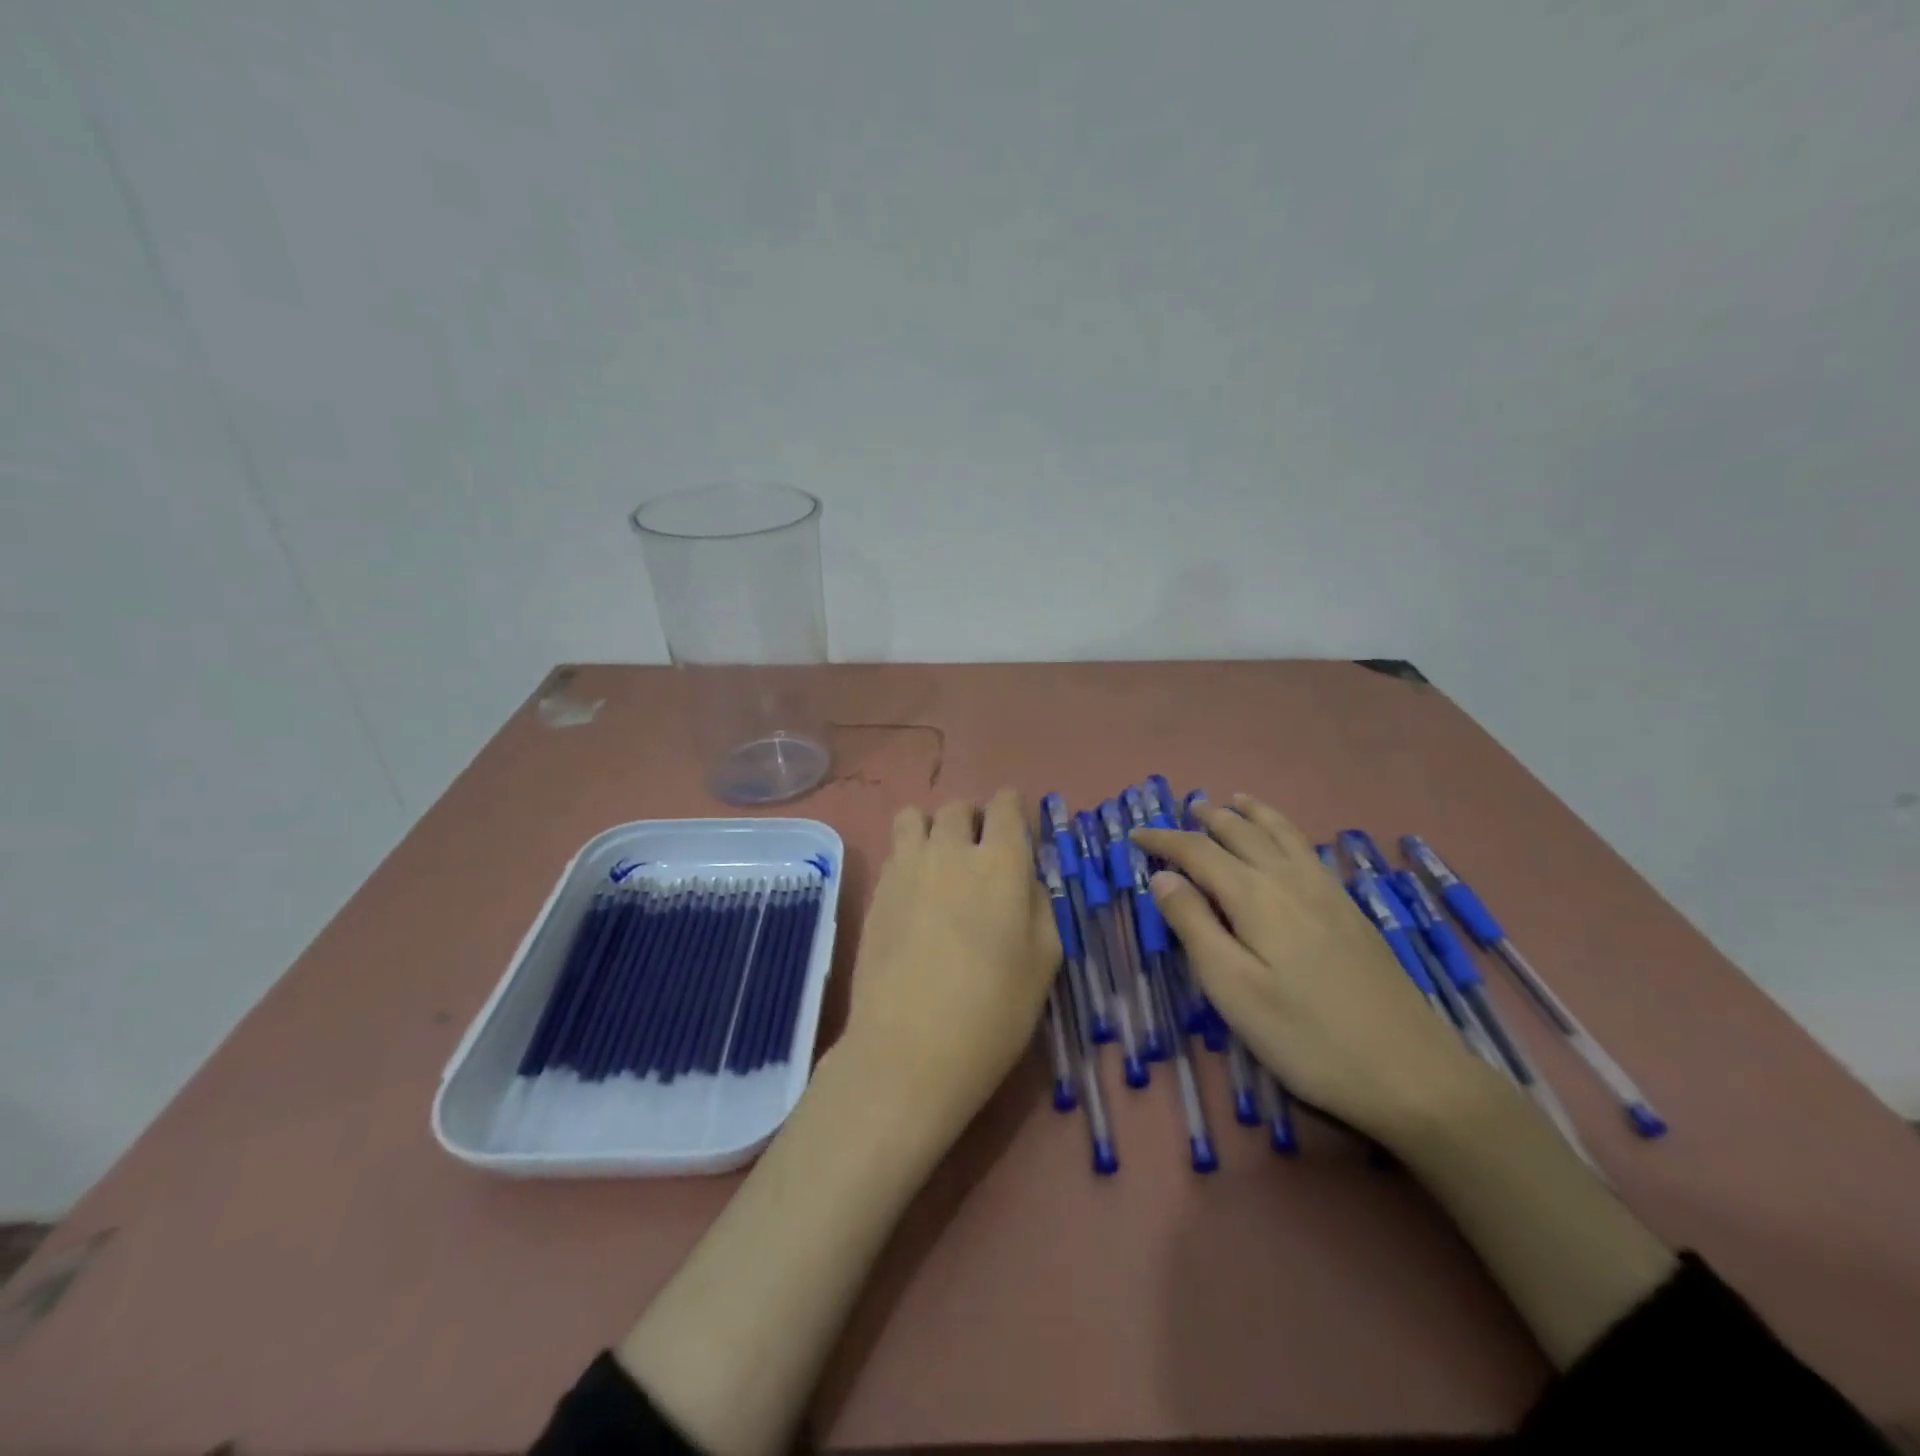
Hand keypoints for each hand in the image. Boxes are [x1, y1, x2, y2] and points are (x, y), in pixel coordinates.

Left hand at [835, 789, 1059, 1144]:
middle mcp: (951, 850)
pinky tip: (914, 895)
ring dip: (933, 829)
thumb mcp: (1044, 962)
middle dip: (974, 819)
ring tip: (939, 864)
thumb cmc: (993, 1011)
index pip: (1007, 805)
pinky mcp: (876, 890)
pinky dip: (908, 857)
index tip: (1017, 833)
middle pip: (959, 807)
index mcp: (1001, 862)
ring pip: (916, 817)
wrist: (909, 1049)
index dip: (1014, 811)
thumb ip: (1040, 906)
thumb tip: (1027, 880)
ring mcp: (906, 867)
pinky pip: (894, 851)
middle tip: (980, 855)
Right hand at [1133, 794, 1500, 1146]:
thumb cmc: (1305, 1036)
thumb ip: (1194, 925)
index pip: (1198, 852)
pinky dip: (1286, 832)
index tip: (1135, 834)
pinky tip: (1288, 843)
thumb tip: (1162, 876)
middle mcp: (1290, 880)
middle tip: (1185, 809)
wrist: (1411, 1072)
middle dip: (1209, 818)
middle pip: (1242, 833)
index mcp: (1255, 896)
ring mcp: (1327, 893)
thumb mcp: (1232, 988)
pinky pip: (1308, 851)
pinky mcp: (1351, 912)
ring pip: (1283, 834)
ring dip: (1253, 814)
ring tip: (1235, 800)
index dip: (1164, 839)